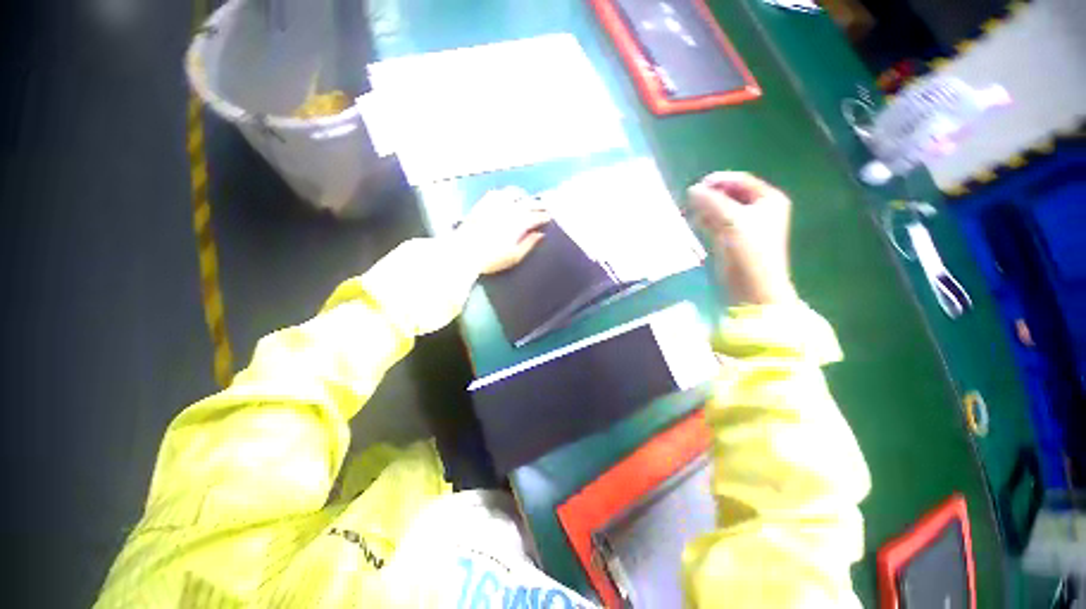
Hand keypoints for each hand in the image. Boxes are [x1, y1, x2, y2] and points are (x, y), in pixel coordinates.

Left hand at [454, 187, 550, 274]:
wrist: (463, 253)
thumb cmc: (491, 258)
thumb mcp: (514, 256)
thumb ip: (529, 244)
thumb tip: (540, 234)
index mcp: (518, 223)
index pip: (535, 216)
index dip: (543, 216)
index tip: (548, 218)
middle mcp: (508, 210)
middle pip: (527, 202)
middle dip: (537, 204)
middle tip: (543, 207)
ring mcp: (494, 205)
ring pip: (513, 193)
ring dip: (523, 196)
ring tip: (526, 199)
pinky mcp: (482, 204)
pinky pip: (496, 193)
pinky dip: (505, 193)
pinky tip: (506, 197)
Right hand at [687, 172, 797, 305]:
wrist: (751, 288)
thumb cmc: (748, 251)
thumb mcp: (731, 221)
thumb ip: (711, 202)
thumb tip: (692, 190)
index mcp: (768, 200)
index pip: (740, 181)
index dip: (718, 181)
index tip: (696, 186)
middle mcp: (759, 210)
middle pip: (729, 194)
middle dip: (709, 196)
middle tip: (690, 200)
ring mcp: (745, 226)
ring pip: (721, 209)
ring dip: (705, 208)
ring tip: (690, 212)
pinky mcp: (732, 240)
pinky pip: (717, 223)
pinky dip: (705, 221)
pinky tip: (694, 222)